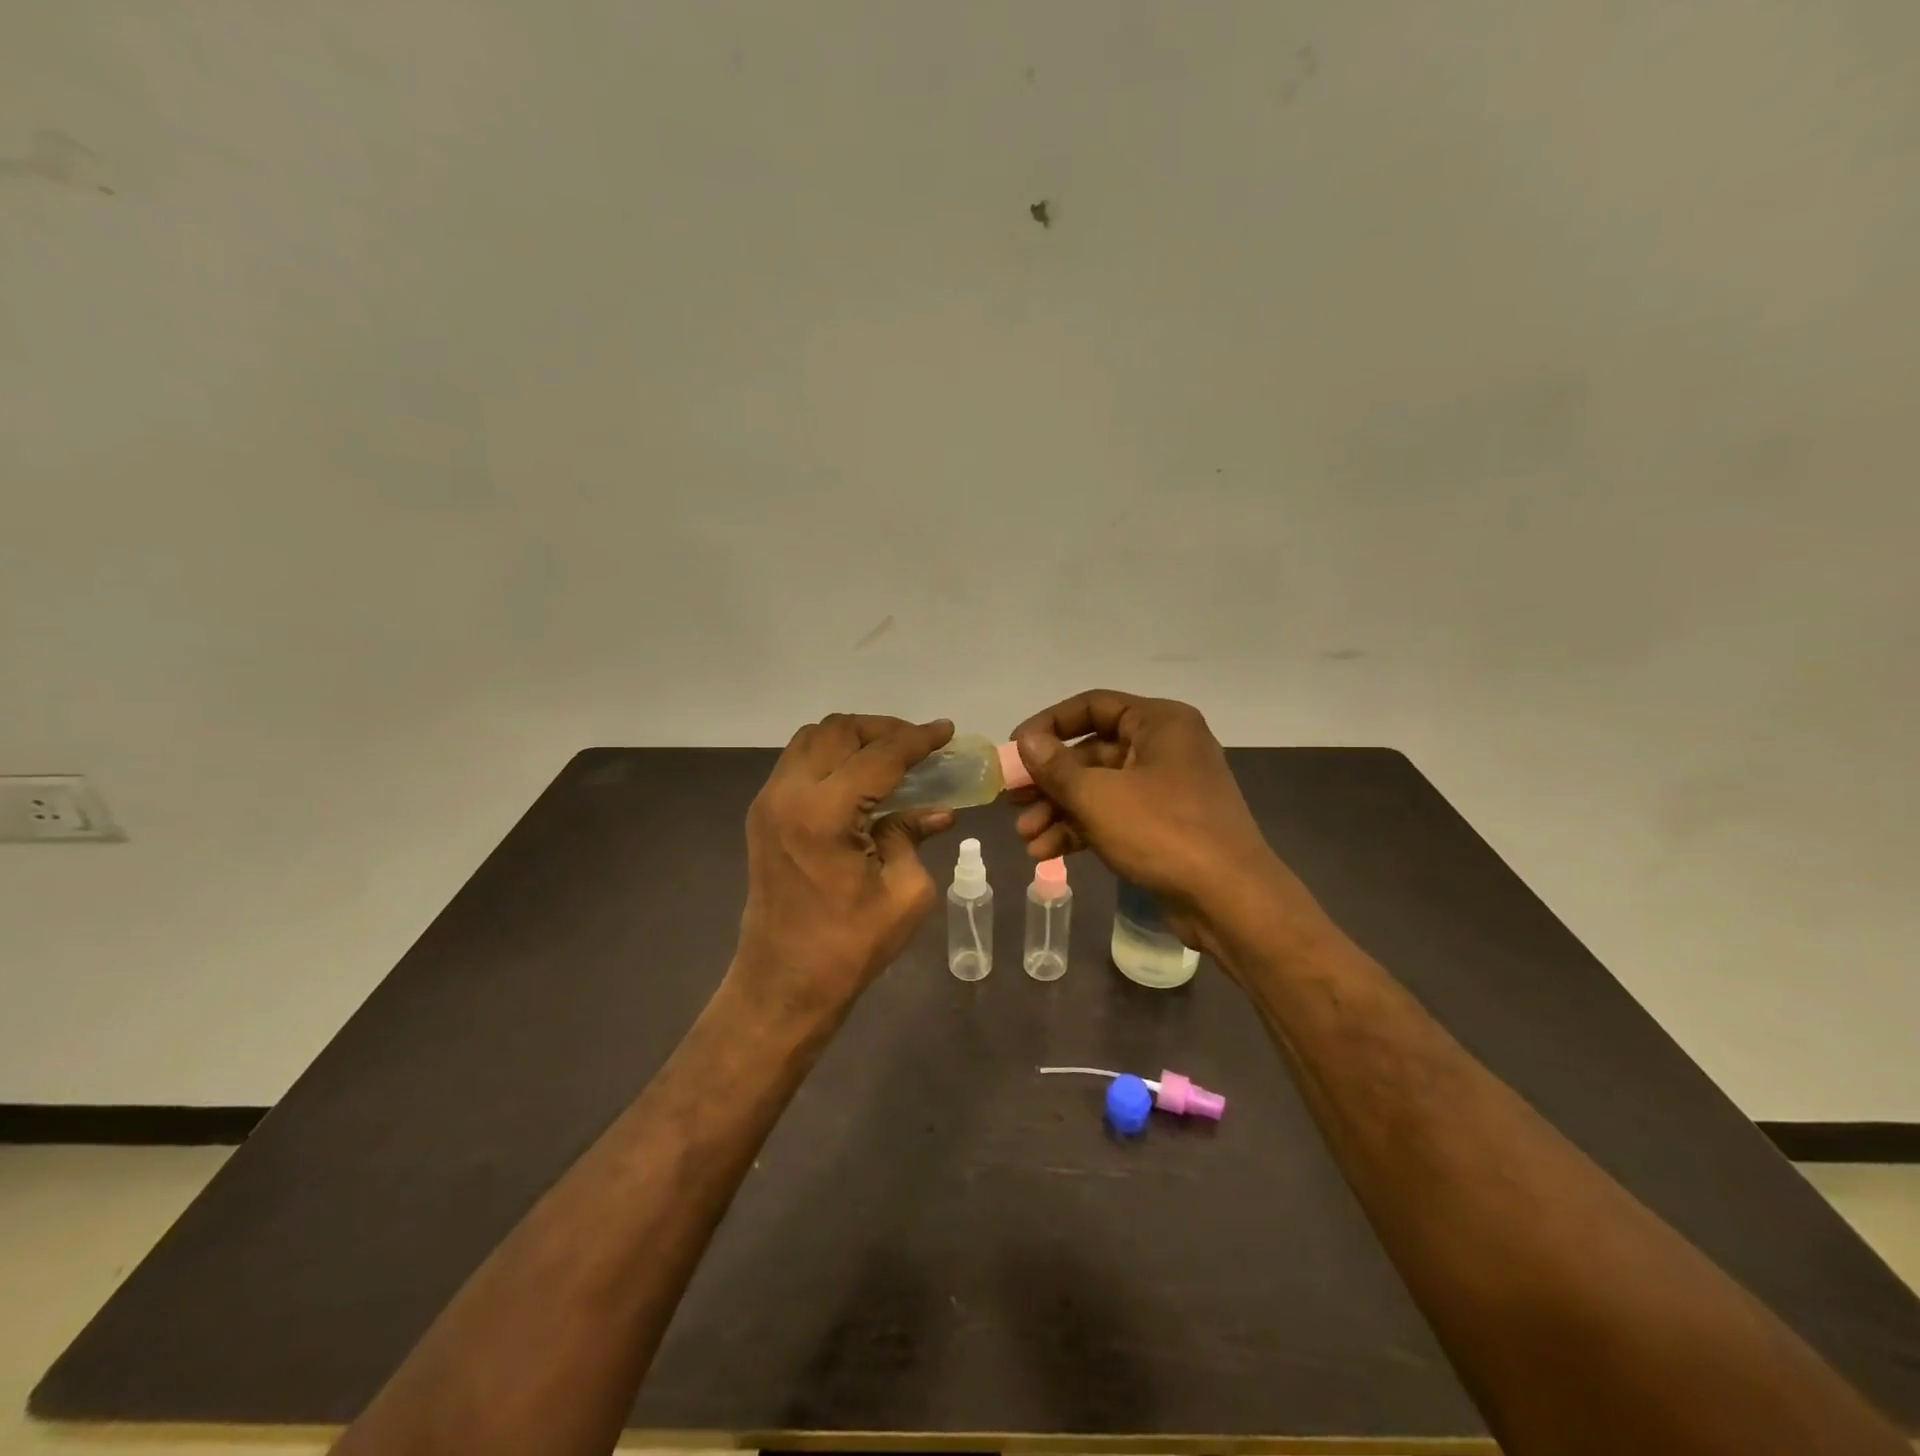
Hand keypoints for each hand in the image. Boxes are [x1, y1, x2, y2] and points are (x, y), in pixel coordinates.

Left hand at [730, 714, 955, 1019]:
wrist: (783, 985)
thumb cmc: (848, 947)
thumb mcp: (904, 893)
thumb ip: (914, 836)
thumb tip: (937, 809)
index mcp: (824, 814)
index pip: (880, 755)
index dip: (918, 739)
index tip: (946, 731)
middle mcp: (788, 794)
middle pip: (838, 730)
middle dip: (883, 729)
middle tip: (918, 745)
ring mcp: (769, 802)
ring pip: (812, 739)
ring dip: (854, 739)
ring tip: (890, 757)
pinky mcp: (763, 815)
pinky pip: (799, 762)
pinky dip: (832, 756)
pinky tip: (861, 779)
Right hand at [1008, 690, 1282, 953]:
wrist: (1229, 900)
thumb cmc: (1163, 831)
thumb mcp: (1099, 796)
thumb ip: (1056, 767)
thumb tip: (1026, 741)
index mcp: (1159, 723)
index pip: (1093, 706)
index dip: (1049, 724)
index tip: (1015, 749)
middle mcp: (1164, 748)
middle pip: (1092, 753)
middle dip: (1049, 781)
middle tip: (1012, 800)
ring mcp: (1165, 790)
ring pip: (1099, 790)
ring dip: (1059, 811)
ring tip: (1025, 837)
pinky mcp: (1163, 826)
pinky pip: (1113, 817)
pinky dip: (1081, 830)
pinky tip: (1047, 853)